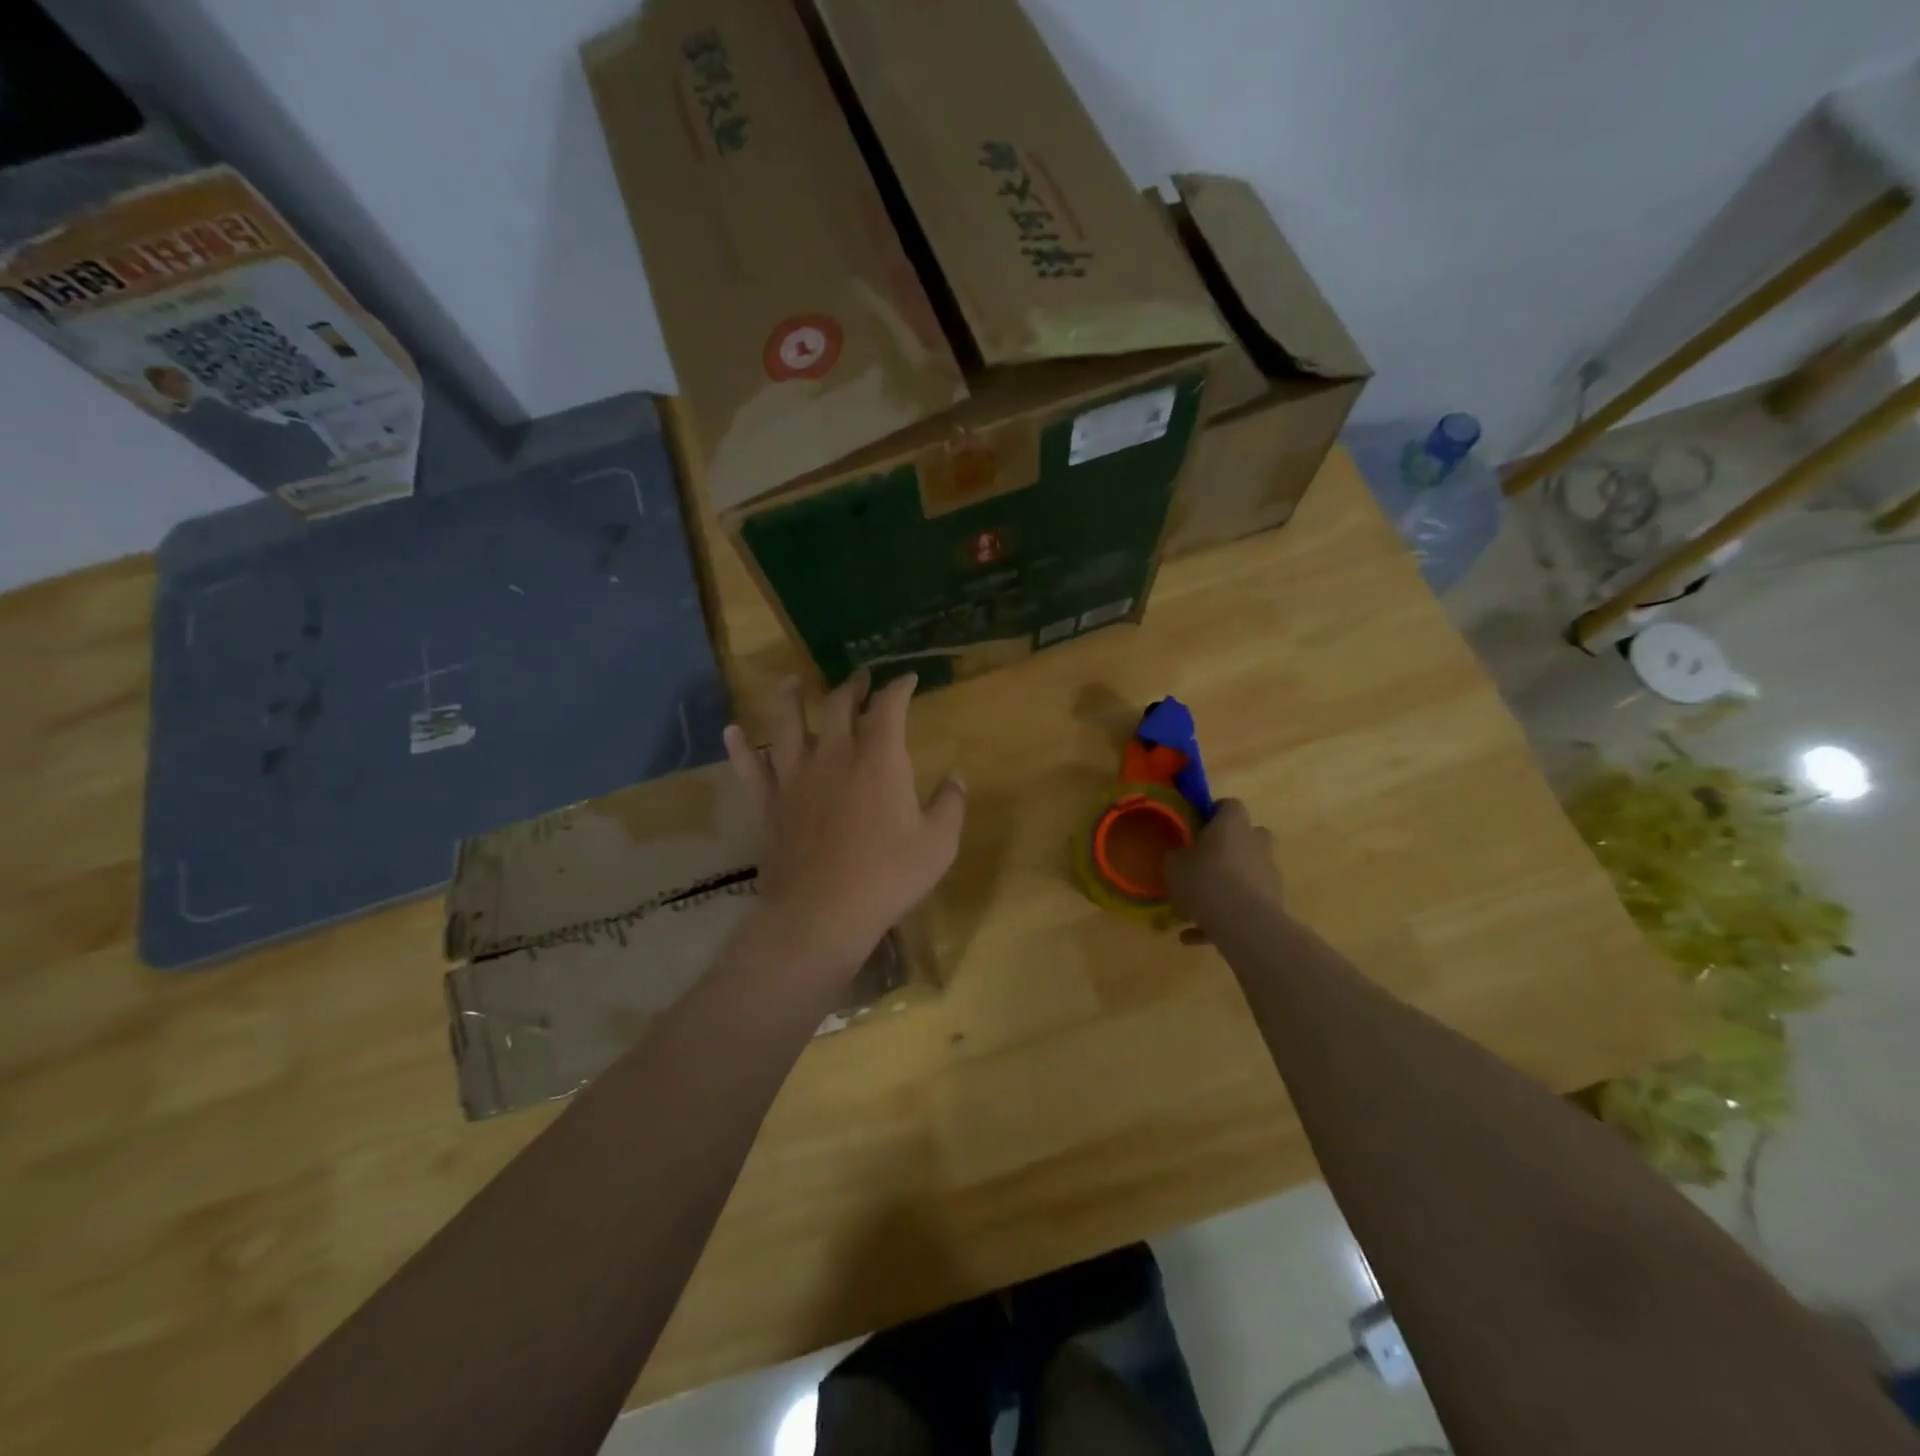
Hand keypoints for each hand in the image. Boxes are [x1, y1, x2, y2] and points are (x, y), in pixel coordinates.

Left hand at [723, 671, 964, 976]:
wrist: (822, 913)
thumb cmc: (887, 877)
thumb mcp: (938, 844)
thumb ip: (950, 805)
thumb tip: (955, 778)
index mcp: (878, 759)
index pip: (889, 707)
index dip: (899, 688)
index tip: (907, 679)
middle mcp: (834, 756)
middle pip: (838, 706)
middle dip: (852, 686)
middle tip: (859, 677)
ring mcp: (795, 777)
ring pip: (787, 725)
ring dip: (791, 699)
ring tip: (792, 682)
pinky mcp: (769, 804)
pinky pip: (750, 769)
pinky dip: (740, 748)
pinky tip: (732, 731)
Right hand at [1165, 799, 1283, 944]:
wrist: (1244, 924)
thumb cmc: (1205, 881)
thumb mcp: (1174, 864)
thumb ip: (1178, 856)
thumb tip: (1182, 857)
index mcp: (1233, 824)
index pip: (1229, 805)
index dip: (1213, 813)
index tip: (1197, 827)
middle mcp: (1256, 843)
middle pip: (1247, 837)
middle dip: (1228, 849)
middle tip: (1203, 863)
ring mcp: (1269, 873)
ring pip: (1245, 873)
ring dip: (1225, 887)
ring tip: (1192, 911)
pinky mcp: (1274, 903)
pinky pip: (1244, 905)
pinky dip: (1222, 918)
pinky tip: (1194, 936)